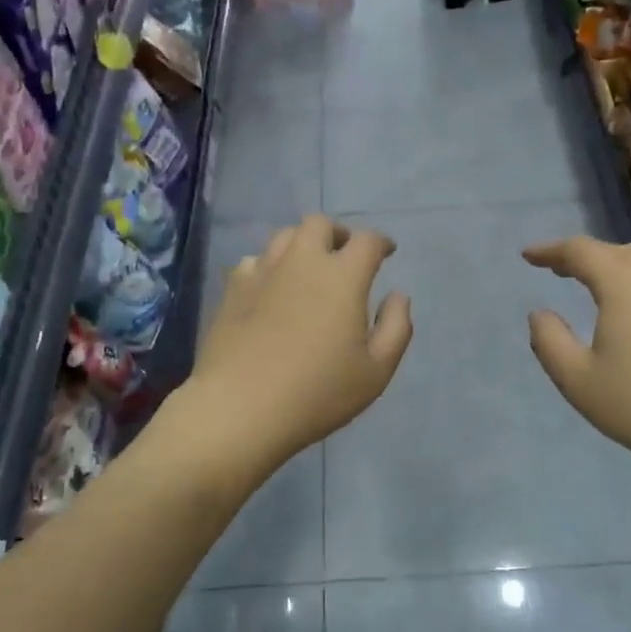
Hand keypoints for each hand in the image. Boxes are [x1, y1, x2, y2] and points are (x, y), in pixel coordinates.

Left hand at [188, 215, 412, 468]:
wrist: (240, 407)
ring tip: (309, 269)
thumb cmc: (318, 392)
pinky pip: (254, 261)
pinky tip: (271, 289)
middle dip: (338, 234)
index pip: (367, 241)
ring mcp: (262, 272)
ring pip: (284, 236)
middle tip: (345, 256)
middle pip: (320, 224)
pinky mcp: (232, 289)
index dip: (381, 243)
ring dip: (302, 244)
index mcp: (342, 276)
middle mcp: (301, 261)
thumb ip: (396, 327)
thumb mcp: (376, 371)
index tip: (387, 253)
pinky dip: (270, 267)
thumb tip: (398, 295)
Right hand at [524, 237, 630, 476]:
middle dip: (584, 257)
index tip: (529, 256)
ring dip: (619, 262)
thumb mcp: (577, 380)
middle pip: (615, 250)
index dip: (550, 251)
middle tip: (560, 271)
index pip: (579, 251)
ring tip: (603, 280)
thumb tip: (540, 314)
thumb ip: (549, 341)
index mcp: (623, 282)